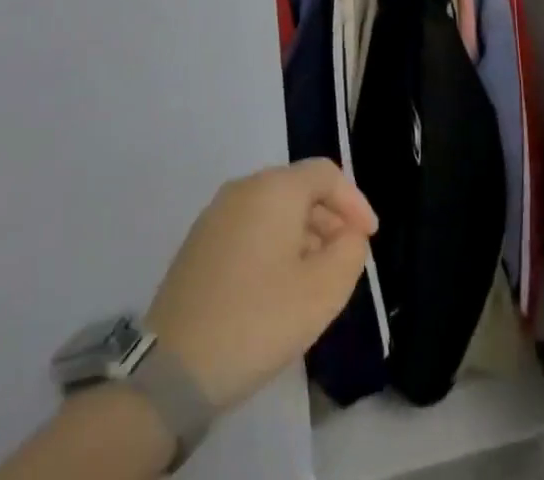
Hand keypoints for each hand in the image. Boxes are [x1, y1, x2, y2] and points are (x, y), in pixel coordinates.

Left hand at [144, 159, 376, 412]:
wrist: (173, 368)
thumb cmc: (256, 320)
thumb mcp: (321, 292)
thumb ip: (349, 253)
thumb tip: (348, 236)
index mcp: (274, 188)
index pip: (326, 174)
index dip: (354, 202)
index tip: (370, 238)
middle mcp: (244, 188)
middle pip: (298, 189)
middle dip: (329, 220)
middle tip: (345, 261)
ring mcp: (216, 214)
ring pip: (273, 210)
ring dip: (302, 236)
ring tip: (314, 280)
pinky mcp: (199, 242)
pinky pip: (250, 228)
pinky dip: (274, 246)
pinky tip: (277, 288)